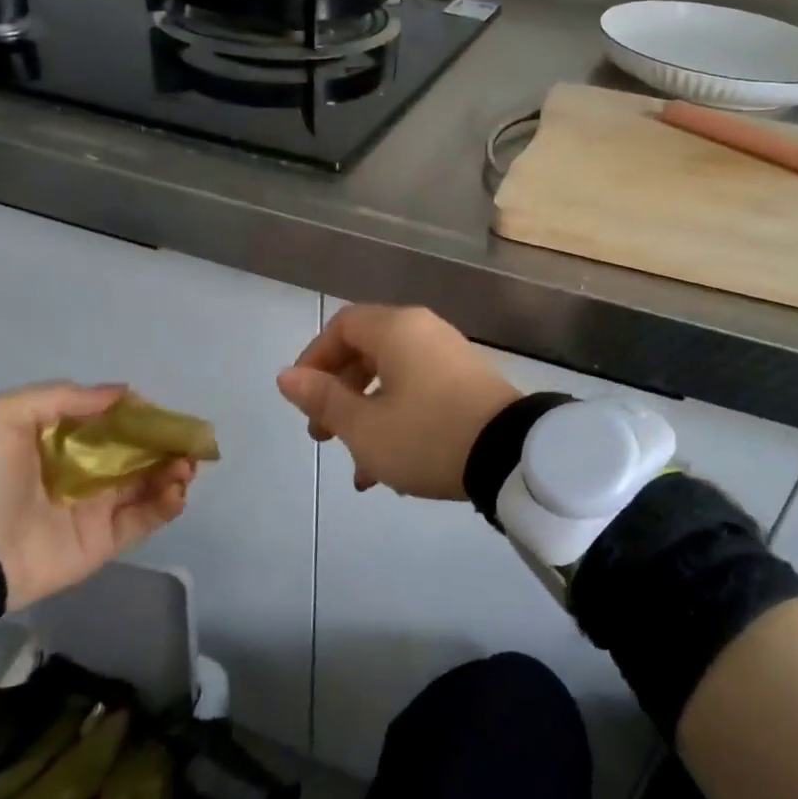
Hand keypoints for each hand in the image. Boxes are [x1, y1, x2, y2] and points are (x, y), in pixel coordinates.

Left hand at [0, 382, 194, 611]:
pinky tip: (176, 492)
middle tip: (186, 443)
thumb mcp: (1, 414)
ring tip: (184, 467)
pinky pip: (144, 520)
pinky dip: (167, 505)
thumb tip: (122, 396)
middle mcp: (80, 472)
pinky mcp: (103, 542)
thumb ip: (62, 397)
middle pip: (135, 453)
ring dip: (172, 471)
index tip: (159, 414)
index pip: (109, 423)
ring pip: (147, 484)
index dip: (138, 416)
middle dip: (164, 444)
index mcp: (58, 441)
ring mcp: (93, 509)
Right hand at [276, 305, 520, 499]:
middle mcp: (424, 333)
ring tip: (360, 470)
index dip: (314, 359)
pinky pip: (420, 393)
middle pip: (367, 353)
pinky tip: (392, 470)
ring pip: (393, 381)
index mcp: (396, 330)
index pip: (342, 327)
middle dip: (339, 396)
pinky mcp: (469, 384)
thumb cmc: (426, 435)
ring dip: (368, 420)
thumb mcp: (365, 426)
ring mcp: (450, 357)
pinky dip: (399, 422)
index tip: (302, 398)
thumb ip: (323, 398)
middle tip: (324, 436)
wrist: (511, 455)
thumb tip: (286, 375)